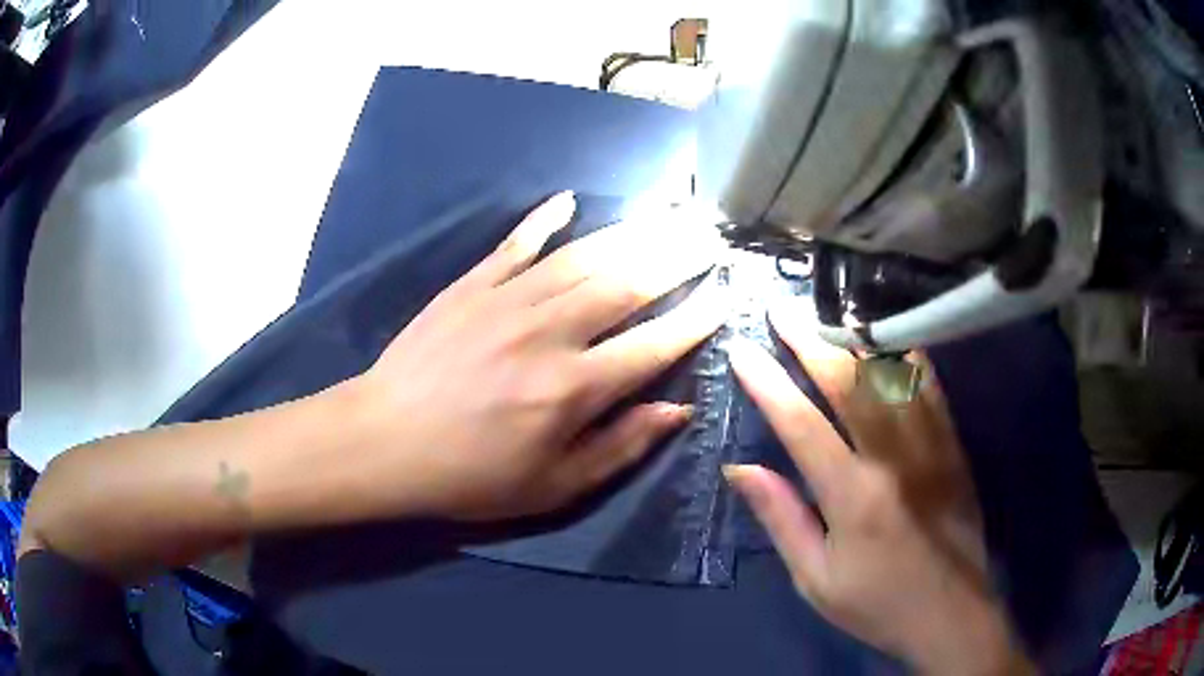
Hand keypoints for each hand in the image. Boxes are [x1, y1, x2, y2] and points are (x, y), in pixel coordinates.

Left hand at [348, 192, 725, 520]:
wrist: (385, 442)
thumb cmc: (470, 476)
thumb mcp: (553, 487)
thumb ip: (620, 447)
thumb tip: (677, 409)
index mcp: (573, 389)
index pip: (654, 344)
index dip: (696, 318)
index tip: (725, 294)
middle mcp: (549, 333)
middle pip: (628, 283)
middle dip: (678, 256)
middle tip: (710, 235)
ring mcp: (506, 300)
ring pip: (584, 256)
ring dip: (632, 232)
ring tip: (669, 212)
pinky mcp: (470, 285)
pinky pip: (516, 244)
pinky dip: (543, 220)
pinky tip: (569, 200)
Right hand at [724, 303, 1032, 674]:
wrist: (951, 614)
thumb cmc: (877, 604)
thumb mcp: (815, 579)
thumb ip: (782, 519)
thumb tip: (741, 469)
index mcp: (854, 496)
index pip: (801, 425)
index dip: (767, 383)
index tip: (742, 350)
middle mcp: (895, 458)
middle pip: (849, 384)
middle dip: (810, 341)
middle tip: (782, 311)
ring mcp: (931, 446)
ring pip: (893, 374)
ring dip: (856, 338)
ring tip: (830, 313)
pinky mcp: (954, 446)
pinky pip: (930, 387)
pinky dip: (906, 355)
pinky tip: (890, 338)